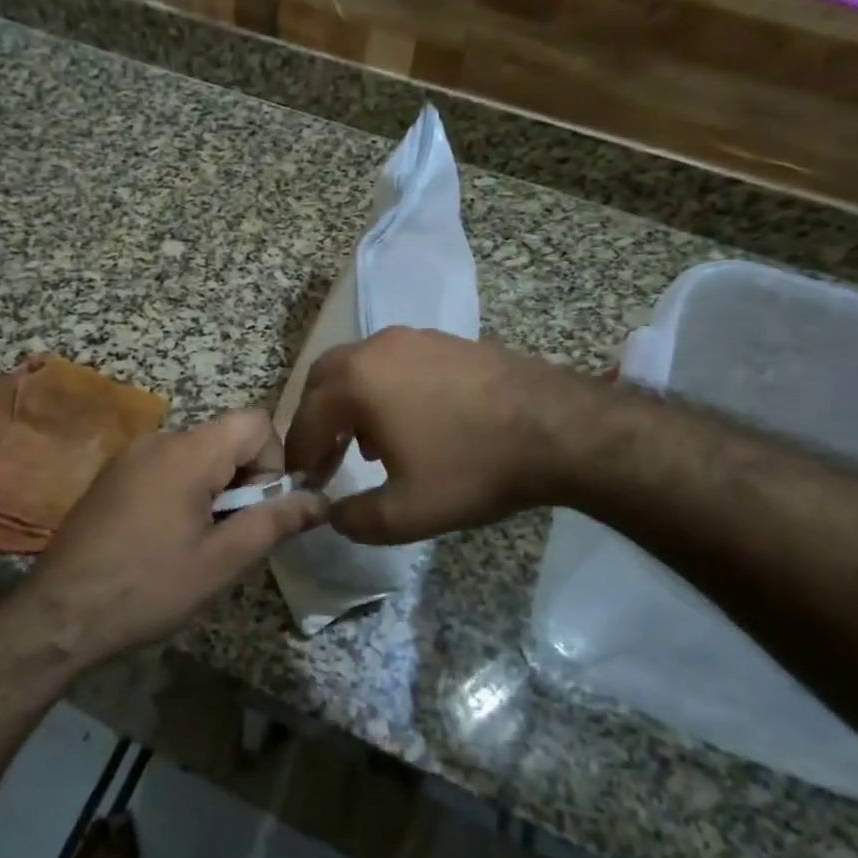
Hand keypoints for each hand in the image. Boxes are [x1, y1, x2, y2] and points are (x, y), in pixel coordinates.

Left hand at [22, 410, 329, 663]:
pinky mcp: (112, 475)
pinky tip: (163, 540)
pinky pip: (167, 468)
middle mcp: (158, 439)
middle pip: (226, 438)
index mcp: (188, 451)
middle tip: (228, 537)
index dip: (273, 462)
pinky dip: (183, 492)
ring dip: (213, 490)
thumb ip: (275, 522)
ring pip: (197, 455)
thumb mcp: (222, 561)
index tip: (259, 510)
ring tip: (195, 544)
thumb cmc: (148, 588)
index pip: (255, 422)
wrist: (60, 614)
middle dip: (243, 481)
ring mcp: (130, 456)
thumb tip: (321, 500)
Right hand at [284, 328, 588, 543]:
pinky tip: (410, 423)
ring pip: (361, 366)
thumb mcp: (405, 513)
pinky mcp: (447, 341)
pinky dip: (383, 390)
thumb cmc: (472, 469)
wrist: (558, 430)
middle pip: (325, 379)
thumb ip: (354, 519)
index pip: (306, 417)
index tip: (303, 481)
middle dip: (317, 419)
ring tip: (366, 446)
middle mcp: (377, 348)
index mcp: (356, 382)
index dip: (299, 453)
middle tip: (324, 457)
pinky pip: (395, 362)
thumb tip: (333, 515)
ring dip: (350, 403)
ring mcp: (415, 339)